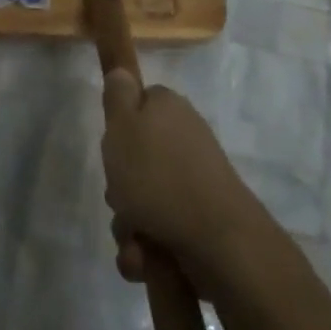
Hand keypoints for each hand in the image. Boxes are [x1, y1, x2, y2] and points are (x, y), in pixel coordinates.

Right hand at [101, 69, 269, 300]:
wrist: (218, 241)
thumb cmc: (159, 176)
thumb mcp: (122, 126)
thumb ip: (117, 96)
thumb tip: (122, 71)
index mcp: (168, 109)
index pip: (137, 104)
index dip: (119, 126)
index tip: (112, 146)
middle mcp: (184, 139)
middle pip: (135, 158)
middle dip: (120, 186)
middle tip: (120, 195)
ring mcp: (194, 181)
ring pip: (141, 200)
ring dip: (128, 224)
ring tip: (135, 239)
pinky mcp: (198, 219)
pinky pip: (157, 231)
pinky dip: (146, 248)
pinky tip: (145, 258)